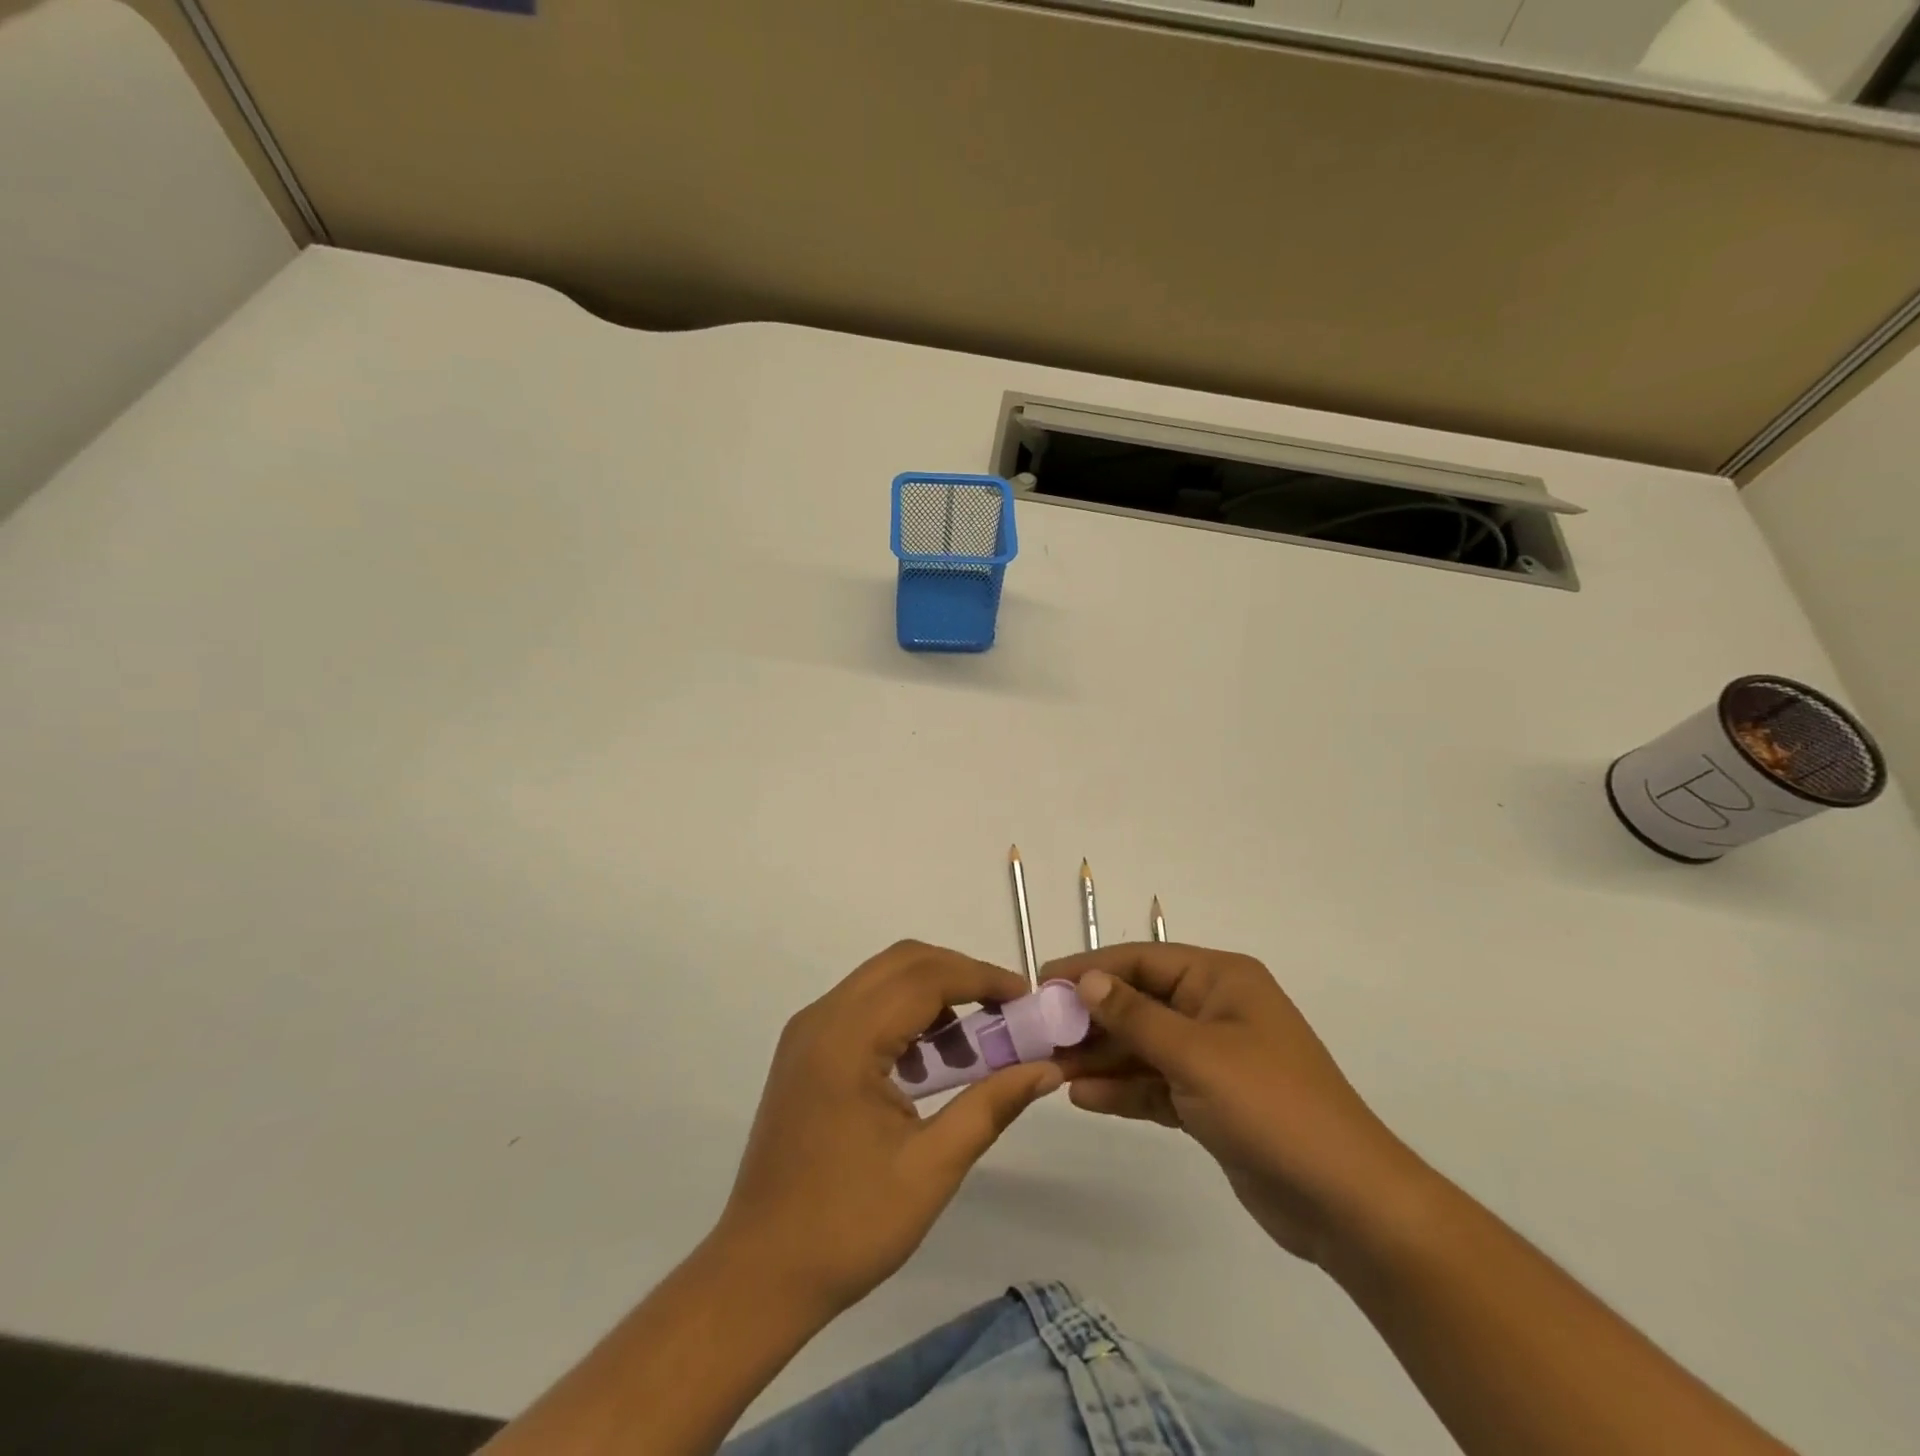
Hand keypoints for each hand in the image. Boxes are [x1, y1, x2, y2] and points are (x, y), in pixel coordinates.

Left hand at [714, 941, 1061, 1318]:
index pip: (925, 977)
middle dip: (960, 976)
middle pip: (903, 963)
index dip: (982, 977)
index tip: (1027, 996)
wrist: (760, 1273)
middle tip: (1005, 1012)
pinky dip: (904, 1014)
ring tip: (973, 1045)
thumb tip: (1047, 1068)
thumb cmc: (849, 1226)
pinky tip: (929, 1061)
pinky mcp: (804, 1050)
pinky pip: (864, 1006)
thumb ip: (991, 1105)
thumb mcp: (932, 1168)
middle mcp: (822, 1018)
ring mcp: (807, 1032)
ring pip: (882, 979)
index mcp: (847, 1039)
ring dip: (933, 994)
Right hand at [1048, 943, 1423, 1267]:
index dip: (1091, 968)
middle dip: (1091, 1019)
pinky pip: (1155, 1084)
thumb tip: (1086, 981)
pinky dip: (1123, 1090)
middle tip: (1039, 1033)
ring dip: (1101, 1057)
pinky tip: (1082, 1097)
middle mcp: (1215, 1010)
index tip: (1043, 979)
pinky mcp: (1210, 1102)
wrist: (1345, 1203)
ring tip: (1051, 1068)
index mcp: (1221, 980)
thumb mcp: (1197, 1055)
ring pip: (1143, 1046)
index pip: (1142, 960)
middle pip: (1139, 1003)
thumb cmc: (1271, 1107)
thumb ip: (1136, 1016)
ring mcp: (1213, 1058)